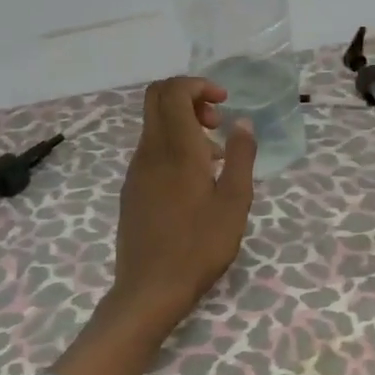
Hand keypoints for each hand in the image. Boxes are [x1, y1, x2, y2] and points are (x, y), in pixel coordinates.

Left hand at [108, 76, 257, 332]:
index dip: (198, 85)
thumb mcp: (235, 202)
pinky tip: (195, 181)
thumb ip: (241, 157)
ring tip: (216, 158)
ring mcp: (136, 170)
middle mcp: (150, 151)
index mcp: (176, 149)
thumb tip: (243, 122)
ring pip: (154, 125)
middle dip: (189, 97)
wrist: (150, 289)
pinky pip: (151, 149)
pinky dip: (173, 146)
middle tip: (217, 123)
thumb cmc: (200, 246)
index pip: (173, 91)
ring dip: (183, 124)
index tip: (224, 103)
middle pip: (157, 98)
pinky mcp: (132, 188)